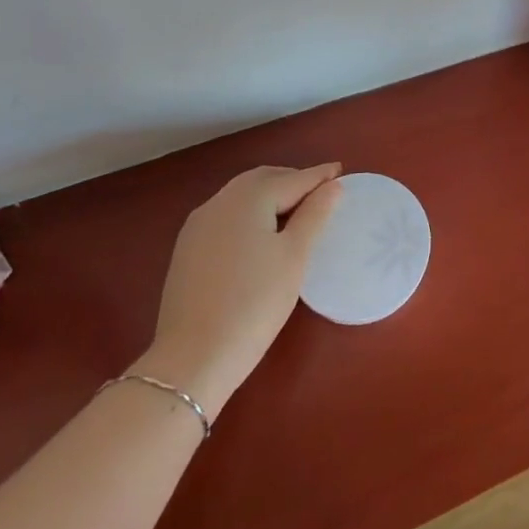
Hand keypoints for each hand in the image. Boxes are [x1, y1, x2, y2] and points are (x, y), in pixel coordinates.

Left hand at [133, 163, 342, 408]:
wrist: (192, 358)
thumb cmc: (255, 302)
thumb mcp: (295, 256)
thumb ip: (315, 214)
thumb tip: (332, 185)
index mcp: (249, 197)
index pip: (293, 179)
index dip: (319, 176)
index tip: (340, 170)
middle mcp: (220, 201)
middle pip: (263, 180)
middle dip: (292, 181)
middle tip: (320, 191)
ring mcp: (198, 225)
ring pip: (242, 196)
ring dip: (270, 195)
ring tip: (295, 211)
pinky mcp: (187, 249)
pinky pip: (227, 216)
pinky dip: (250, 213)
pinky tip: (260, 233)